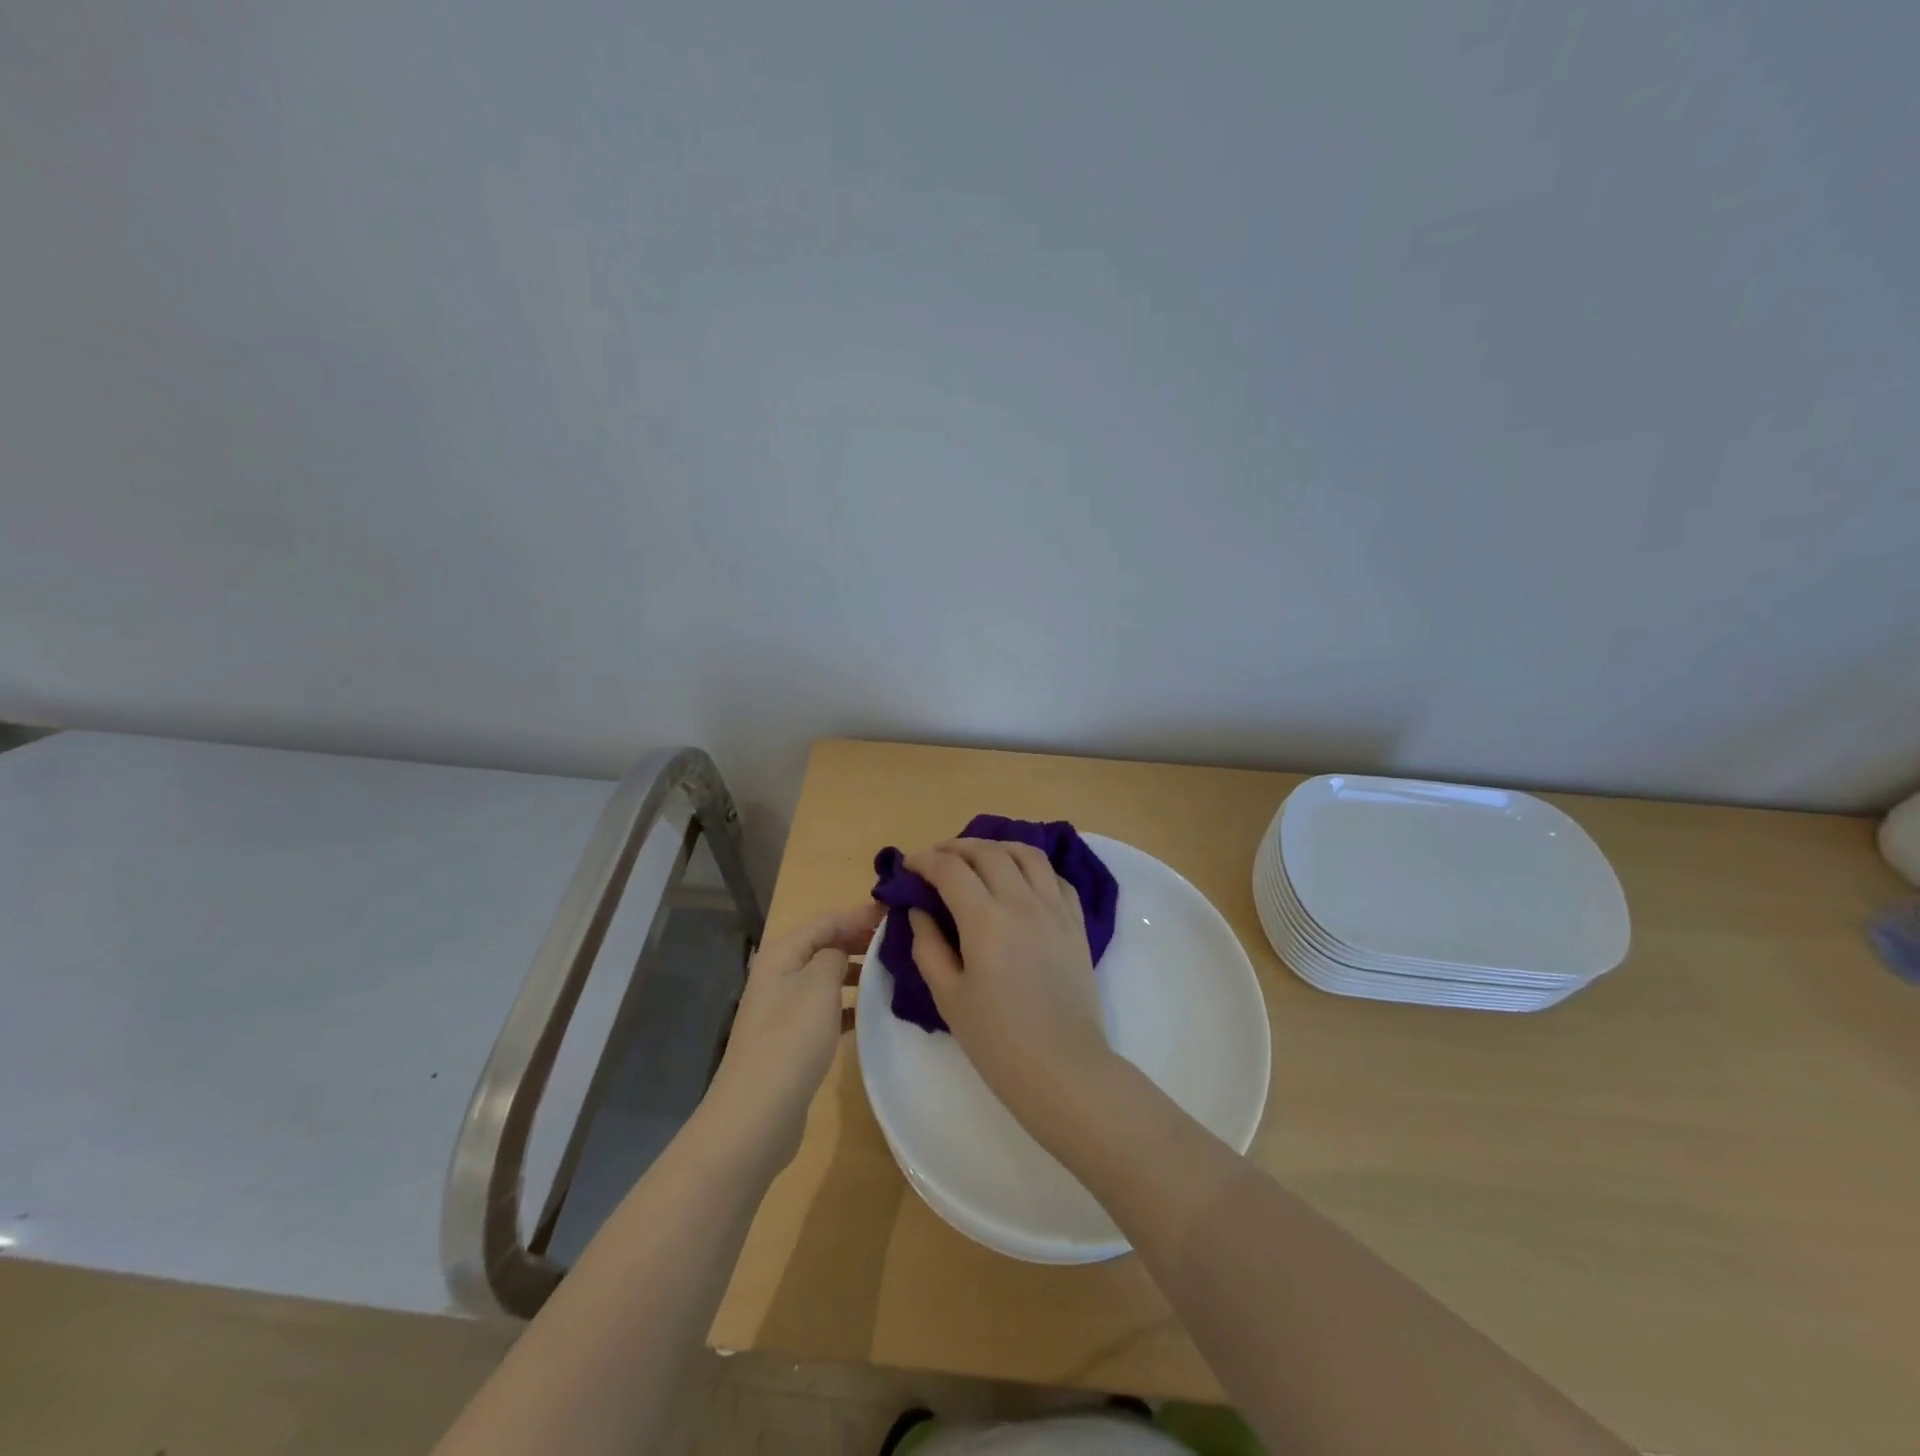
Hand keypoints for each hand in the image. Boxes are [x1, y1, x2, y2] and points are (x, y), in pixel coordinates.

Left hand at [701, 901, 883, 1170]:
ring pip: (825, 977)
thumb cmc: (791, 1040)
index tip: (895, 914)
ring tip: (891, 973)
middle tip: (898, 941)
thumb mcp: (819, 985)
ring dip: (855, 972)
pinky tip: (871, 1011)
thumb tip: (842, 949)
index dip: (859, 914)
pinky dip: (847, 1005)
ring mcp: (783, 1009)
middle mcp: (779, 975)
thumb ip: (835, 955)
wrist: (757, 1113)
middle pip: (823, 945)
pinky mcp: (791, 1039)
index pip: (825, 920)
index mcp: (782, 954)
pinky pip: (825, 1008)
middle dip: (857, 940)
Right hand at [904, 839, 1114, 1132]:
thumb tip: (920, 910)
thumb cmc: (997, 1040)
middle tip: (937, 860)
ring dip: (997, 847)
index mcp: (985, 919)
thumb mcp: (948, 996)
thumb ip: (928, 946)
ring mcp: (1055, 908)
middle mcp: (1022, 901)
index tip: (909, 866)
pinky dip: (1032, 867)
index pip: (950, 869)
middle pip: (988, 852)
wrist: (1062, 1069)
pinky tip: (1020, 879)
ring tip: (979, 858)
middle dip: (956, 847)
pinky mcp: (1076, 922)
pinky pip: (1056, 877)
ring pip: (1027, 853)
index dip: (924, 861)